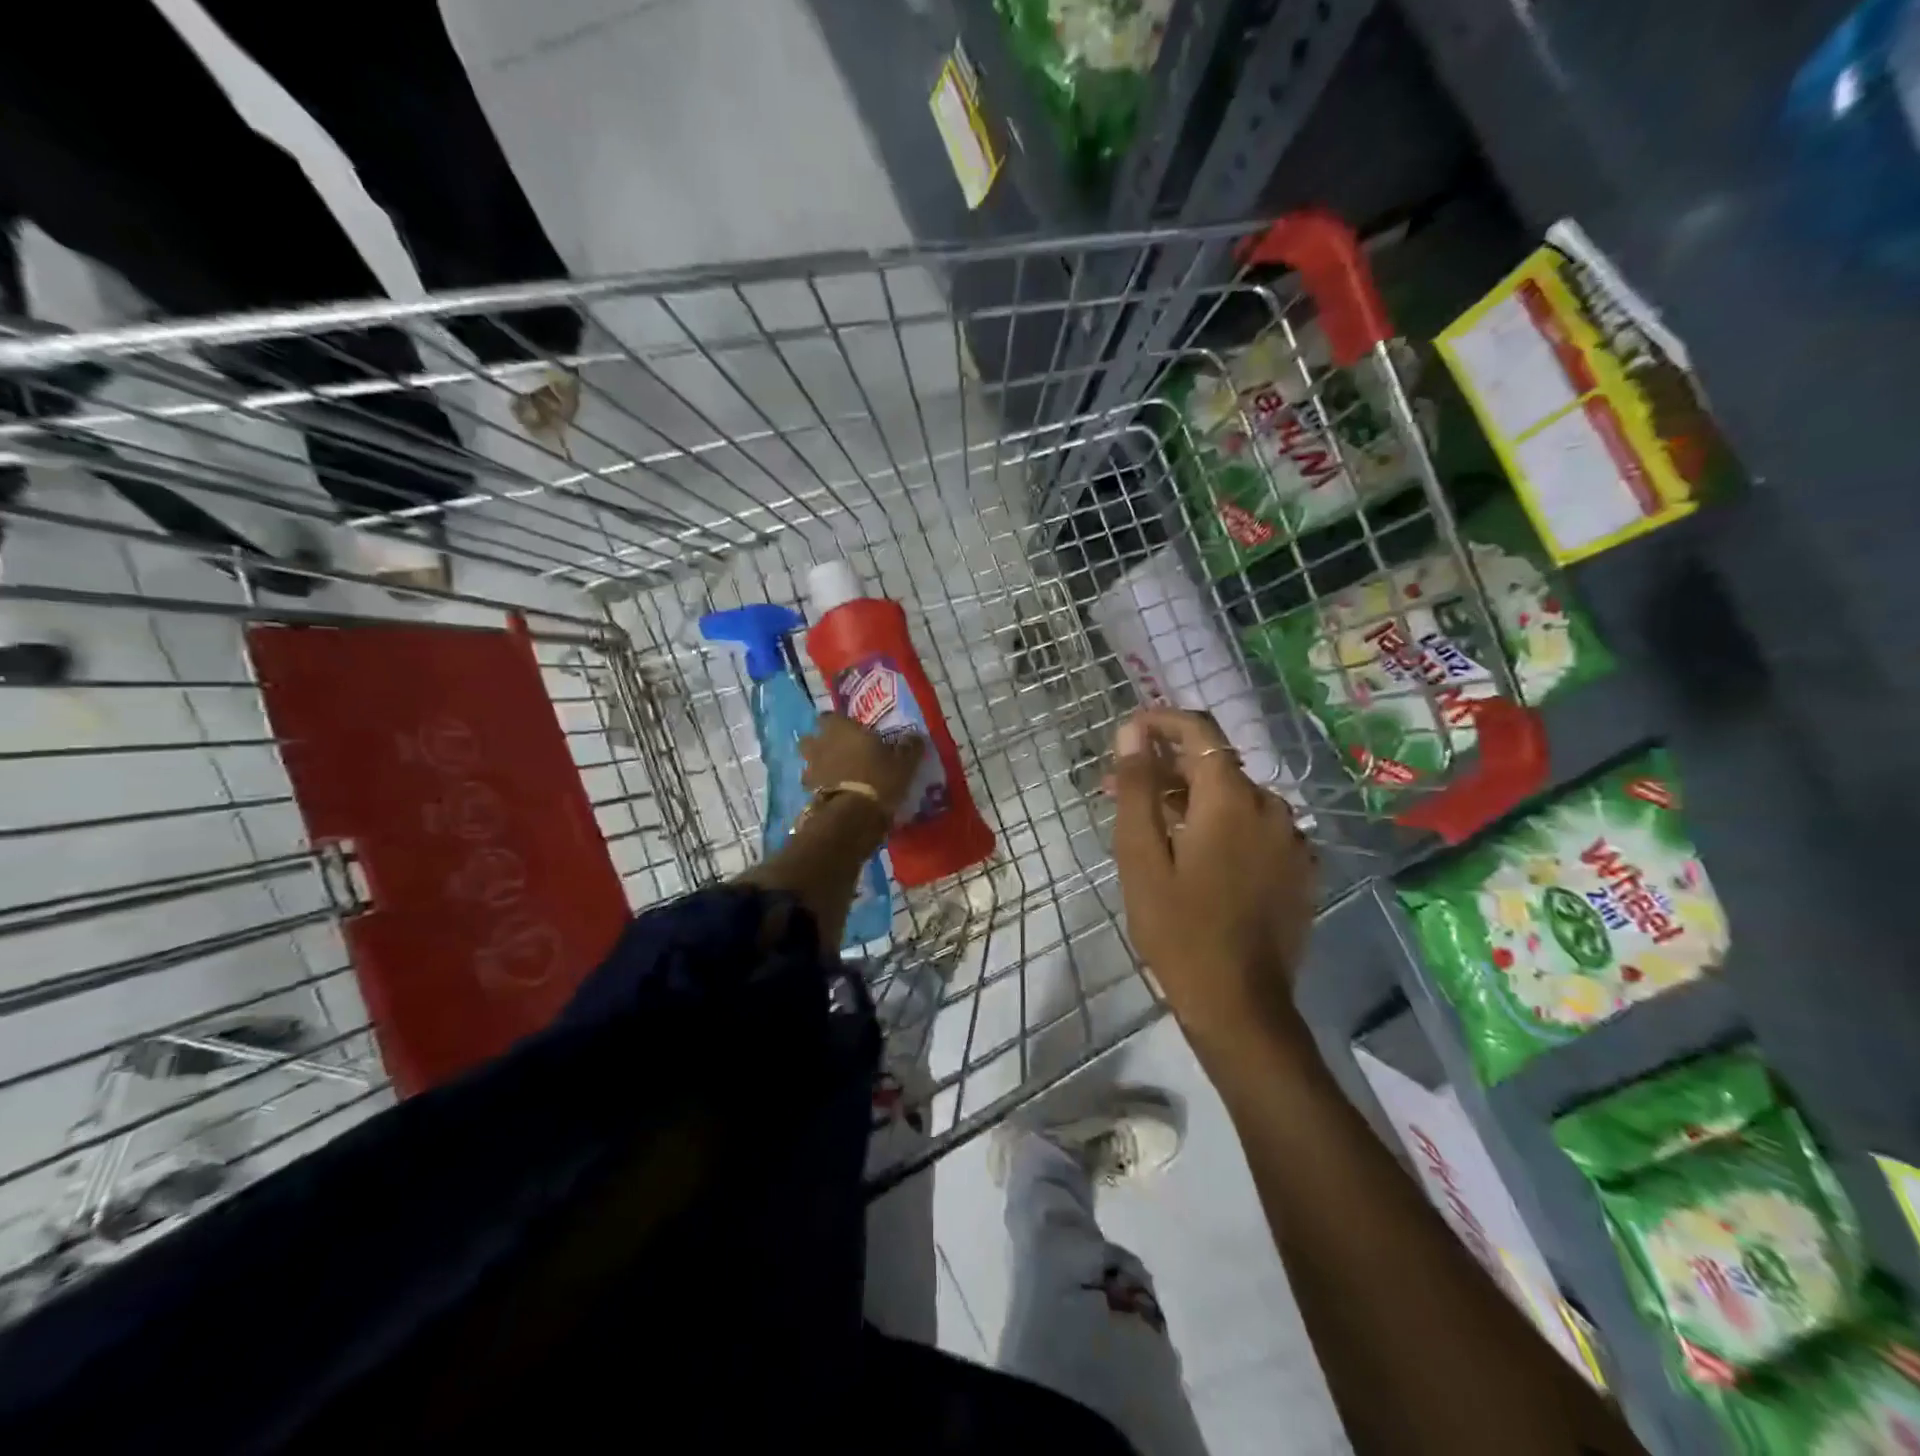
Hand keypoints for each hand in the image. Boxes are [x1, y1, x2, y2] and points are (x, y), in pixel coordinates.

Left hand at [801, 712, 925, 823]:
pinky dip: (819, 786)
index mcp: (841, 728)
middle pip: (811, 738)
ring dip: (818, 765)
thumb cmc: (879, 779)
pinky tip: (833, 793)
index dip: (837, 722)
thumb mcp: (904, 763)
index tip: (848, 728)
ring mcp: (811, 768)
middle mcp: (821, 744)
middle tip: (837, 750)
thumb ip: (909, 747)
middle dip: (820, 742)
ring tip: (834, 774)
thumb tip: (915, 737)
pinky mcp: (808, 792)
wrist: (853, 815)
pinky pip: (812, 784)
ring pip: (809, 761)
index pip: (830, 715)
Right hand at [1108, 708, 1316, 1051]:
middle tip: (1118, 789)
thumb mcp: (1141, 856)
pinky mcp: (1299, 869)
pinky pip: (1254, 829)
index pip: (1199, 730)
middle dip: (1164, 769)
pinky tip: (1194, 855)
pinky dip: (1220, 826)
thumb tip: (1133, 733)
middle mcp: (1271, 806)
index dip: (1161, 722)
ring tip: (1150, 827)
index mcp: (1231, 798)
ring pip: (1233, 799)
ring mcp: (1291, 840)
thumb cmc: (1179, 929)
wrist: (1240, 1004)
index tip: (1128, 734)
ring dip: (1190, 800)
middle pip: (1214, 766)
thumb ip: (1137, 787)